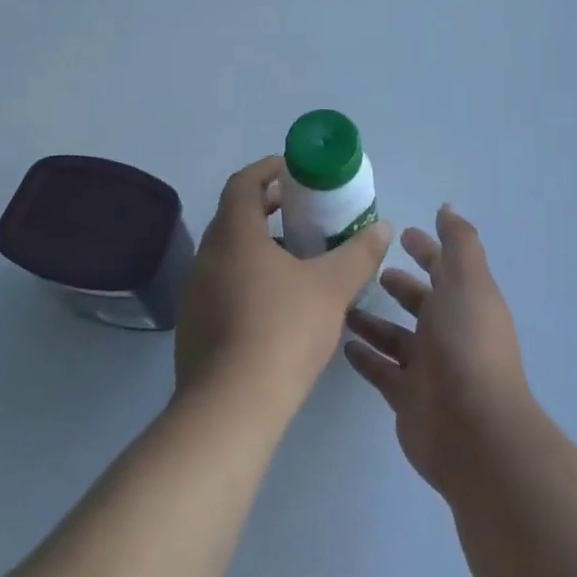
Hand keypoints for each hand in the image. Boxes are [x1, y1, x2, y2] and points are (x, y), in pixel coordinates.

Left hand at [175, 156, 393, 417]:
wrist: (231, 407)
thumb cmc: (283, 331)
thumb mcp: (332, 288)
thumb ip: (359, 254)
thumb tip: (382, 227)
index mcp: (235, 235)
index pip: (243, 183)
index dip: (267, 169)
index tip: (293, 170)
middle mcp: (207, 256)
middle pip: (234, 216)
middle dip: (267, 206)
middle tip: (303, 210)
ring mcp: (196, 293)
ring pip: (227, 253)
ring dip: (258, 244)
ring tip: (296, 256)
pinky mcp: (194, 326)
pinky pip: (222, 283)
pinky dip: (247, 276)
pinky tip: (276, 301)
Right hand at [344, 206, 535, 499]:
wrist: (473, 429)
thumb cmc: (467, 344)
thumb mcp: (467, 281)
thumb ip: (458, 243)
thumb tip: (447, 209)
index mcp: (466, 301)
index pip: (444, 267)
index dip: (426, 249)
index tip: (400, 234)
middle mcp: (449, 331)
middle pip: (420, 302)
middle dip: (399, 285)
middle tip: (366, 270)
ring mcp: (428, 368)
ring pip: (396, 337)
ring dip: (374, 321)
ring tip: (342, 305)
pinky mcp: (407, 398)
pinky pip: (382, 370)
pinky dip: (366, 357)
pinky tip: (342, 344)